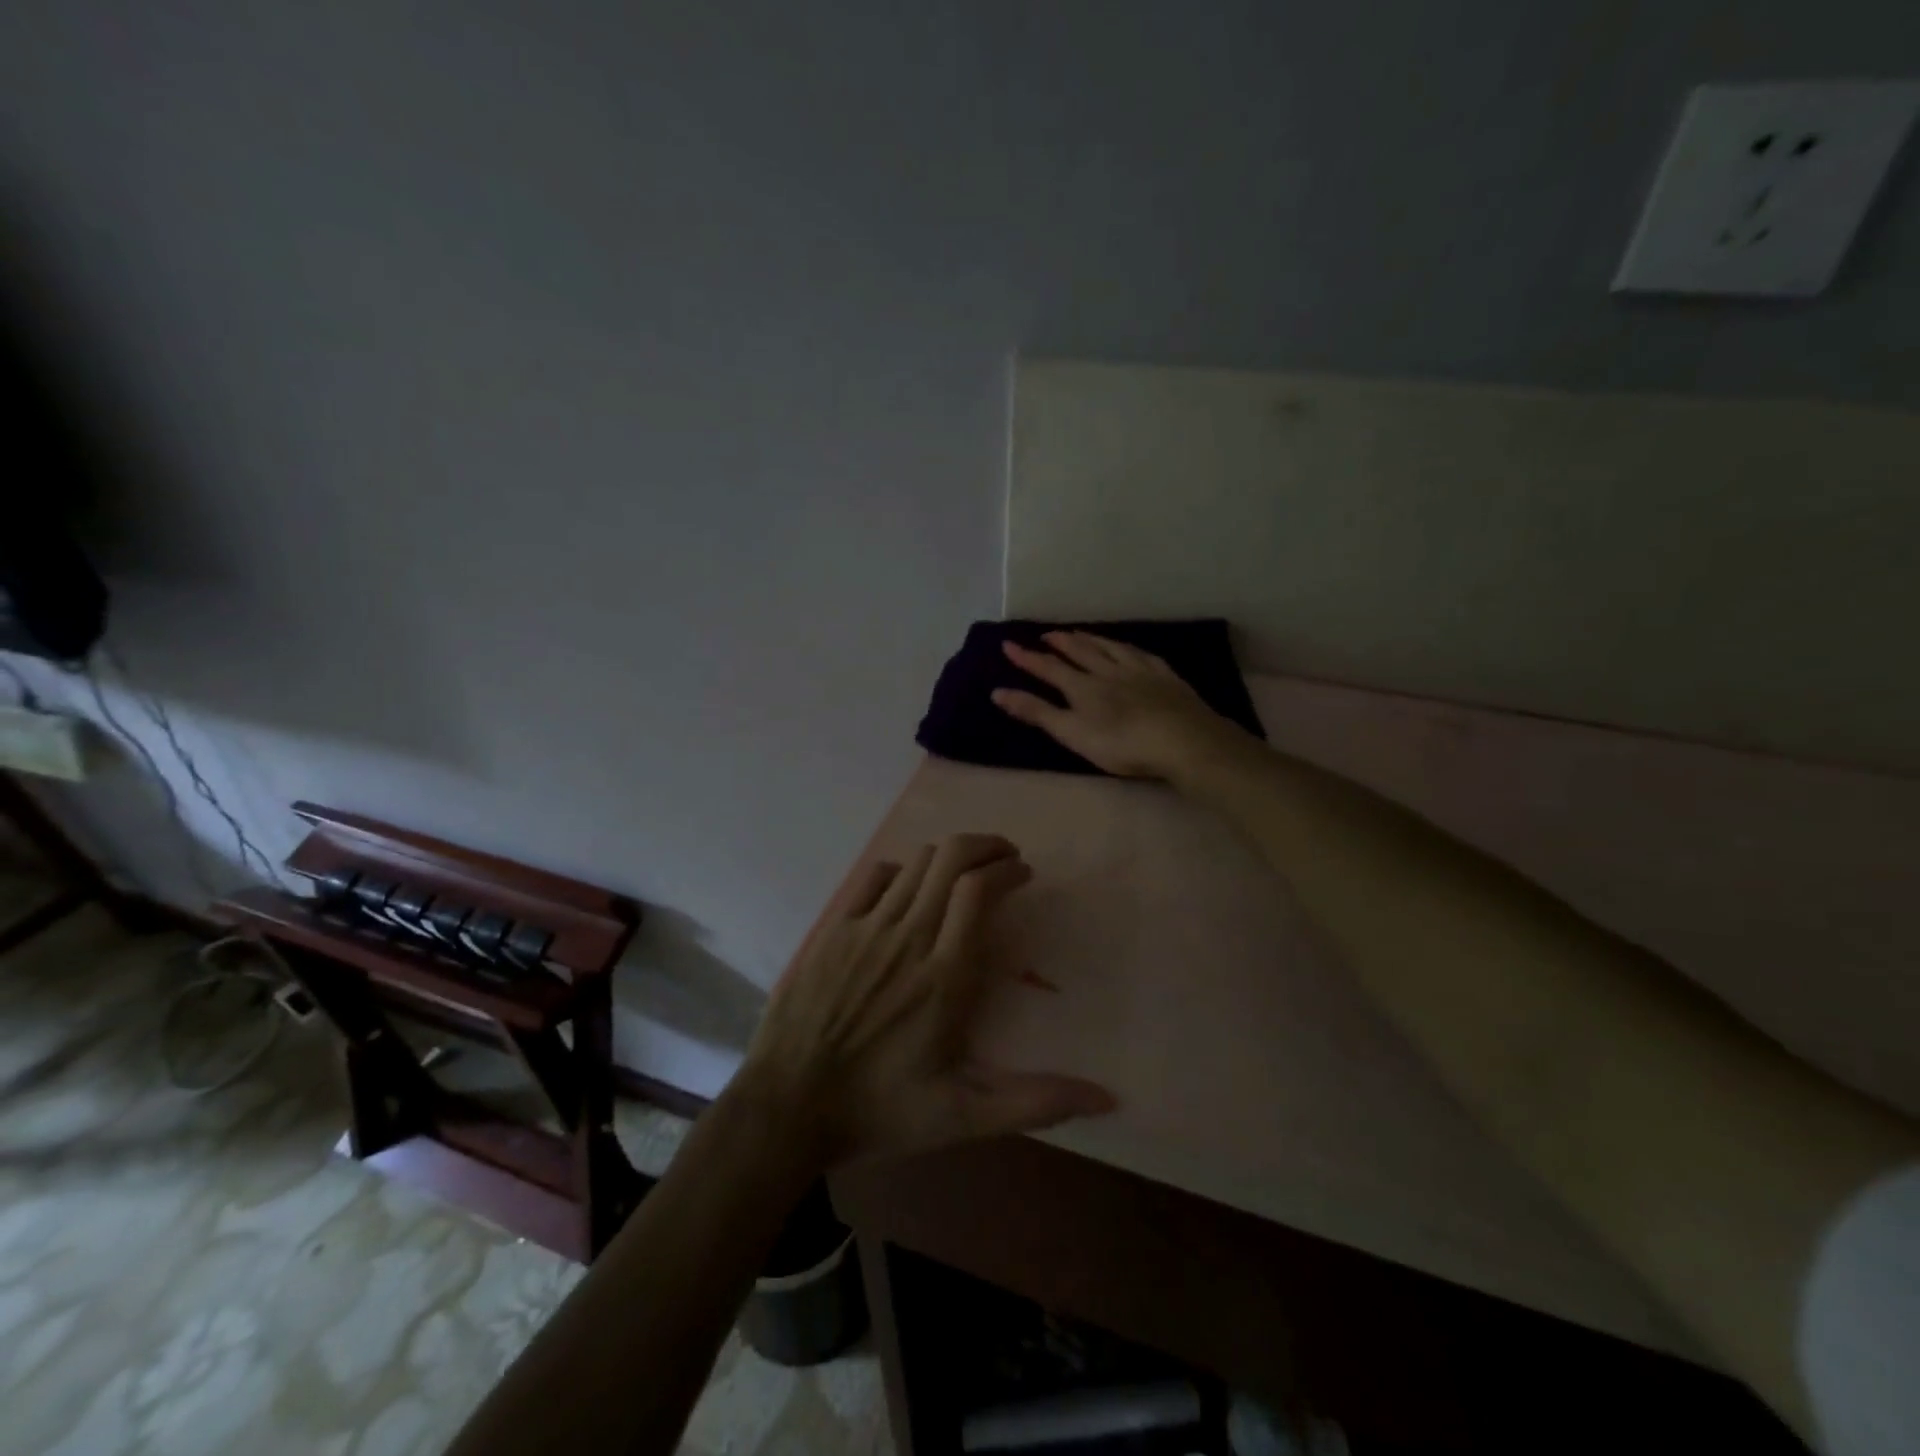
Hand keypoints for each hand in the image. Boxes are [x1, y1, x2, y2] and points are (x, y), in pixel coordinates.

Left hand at [736, 833, 1114, 1169]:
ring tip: (966, 870)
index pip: (980, 890)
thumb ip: (1035, 1102)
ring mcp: (866, 928)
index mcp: (945, 974)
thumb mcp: (963, 1117)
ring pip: (917, 862)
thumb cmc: (880, 1110)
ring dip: (949, 856)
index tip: (1023, 874)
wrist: (787, 1106)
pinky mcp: (834, 929)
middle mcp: (908, 937)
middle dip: (986, 846)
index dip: (1007, 870)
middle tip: (1005, 857)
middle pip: (951, 858)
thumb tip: (1108, 1098)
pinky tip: (909, 888)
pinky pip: (874, 877)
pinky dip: (902, 871)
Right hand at [993, 632, 1246, 778]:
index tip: (1008, 645)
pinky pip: (1140, 654)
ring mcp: (1139, 670)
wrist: (1182, 740)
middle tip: (1046, 634)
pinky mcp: (1165, 676)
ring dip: (1091, 639)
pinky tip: (1128, 648)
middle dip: (1060, 643)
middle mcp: (1108, 670)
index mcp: (1082, 687)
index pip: (1048, 668)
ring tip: (1079, 633)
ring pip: (1109, 647)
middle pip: (1080, 651)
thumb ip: (1036, 712)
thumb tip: (997, 692)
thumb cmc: (1122, 744)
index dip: (1027, 658)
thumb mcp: (1072, 733)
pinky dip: (1126, 647)